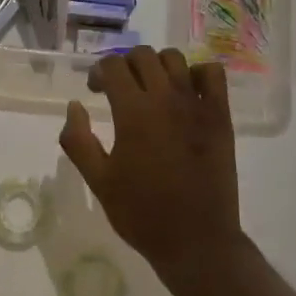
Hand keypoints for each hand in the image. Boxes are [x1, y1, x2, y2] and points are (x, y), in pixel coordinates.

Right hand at [58, 46, 243, 295]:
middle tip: (118, 90)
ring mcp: (197, 104)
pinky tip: (186, 93)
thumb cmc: (141, 213)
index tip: (95, 90)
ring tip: (151, 88)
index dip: (98, 72)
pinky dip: (197, 73)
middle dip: (124, 65)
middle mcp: (166, 98)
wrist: (196, 240)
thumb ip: (78, 140)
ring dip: (157, 66)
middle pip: (142, 55)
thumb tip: (74, 106)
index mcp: (133, 112)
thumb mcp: (98, 181)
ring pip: (175, 58)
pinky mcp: (221, 116)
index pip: (112, 66)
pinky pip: (212, 73)